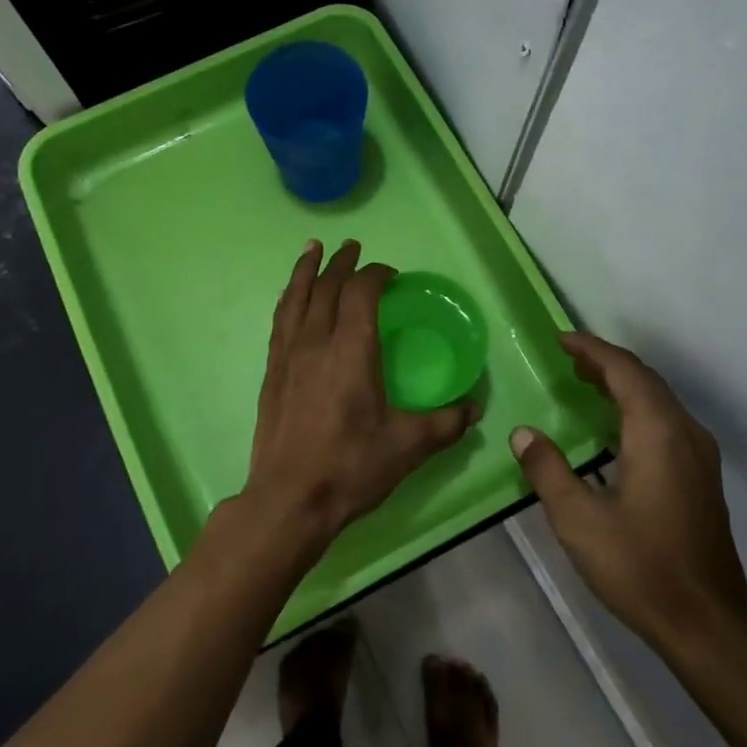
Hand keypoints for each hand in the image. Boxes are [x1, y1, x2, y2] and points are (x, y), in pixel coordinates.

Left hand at [245, 240, 477, 546]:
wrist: (289, 500)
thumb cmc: (351, 467)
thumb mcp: (408, 446)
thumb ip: (446, 422)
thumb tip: (474, 408)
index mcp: (351, 350)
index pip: (361, 293)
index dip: (375, 274)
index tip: (390, 273)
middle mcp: (316, 342)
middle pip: (326, 287)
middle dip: (341, 263)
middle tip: (352, 246)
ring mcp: (288, 356)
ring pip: (296, 298)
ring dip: (306, 270)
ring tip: (313, 249)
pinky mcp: (272, 372)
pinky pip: (280, 321)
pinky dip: (288, 299)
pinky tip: (291, 298)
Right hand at [511, 333, 746, 669]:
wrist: (708, 623)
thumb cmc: (640, 567)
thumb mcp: (579, 520)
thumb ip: (548, 470)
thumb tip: (523, 434)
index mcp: (656, 432)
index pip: (624, 370)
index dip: (591, 349)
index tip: (560, 339)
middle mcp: (684, 432)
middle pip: (644, 379)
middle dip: (605, 363)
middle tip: (567, 359)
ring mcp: (699, 454)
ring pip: (659, 400)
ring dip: (623, 384)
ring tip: (585, 383)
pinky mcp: (702, 476)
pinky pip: (666, 421)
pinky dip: (637, 407)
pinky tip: (614, 428)